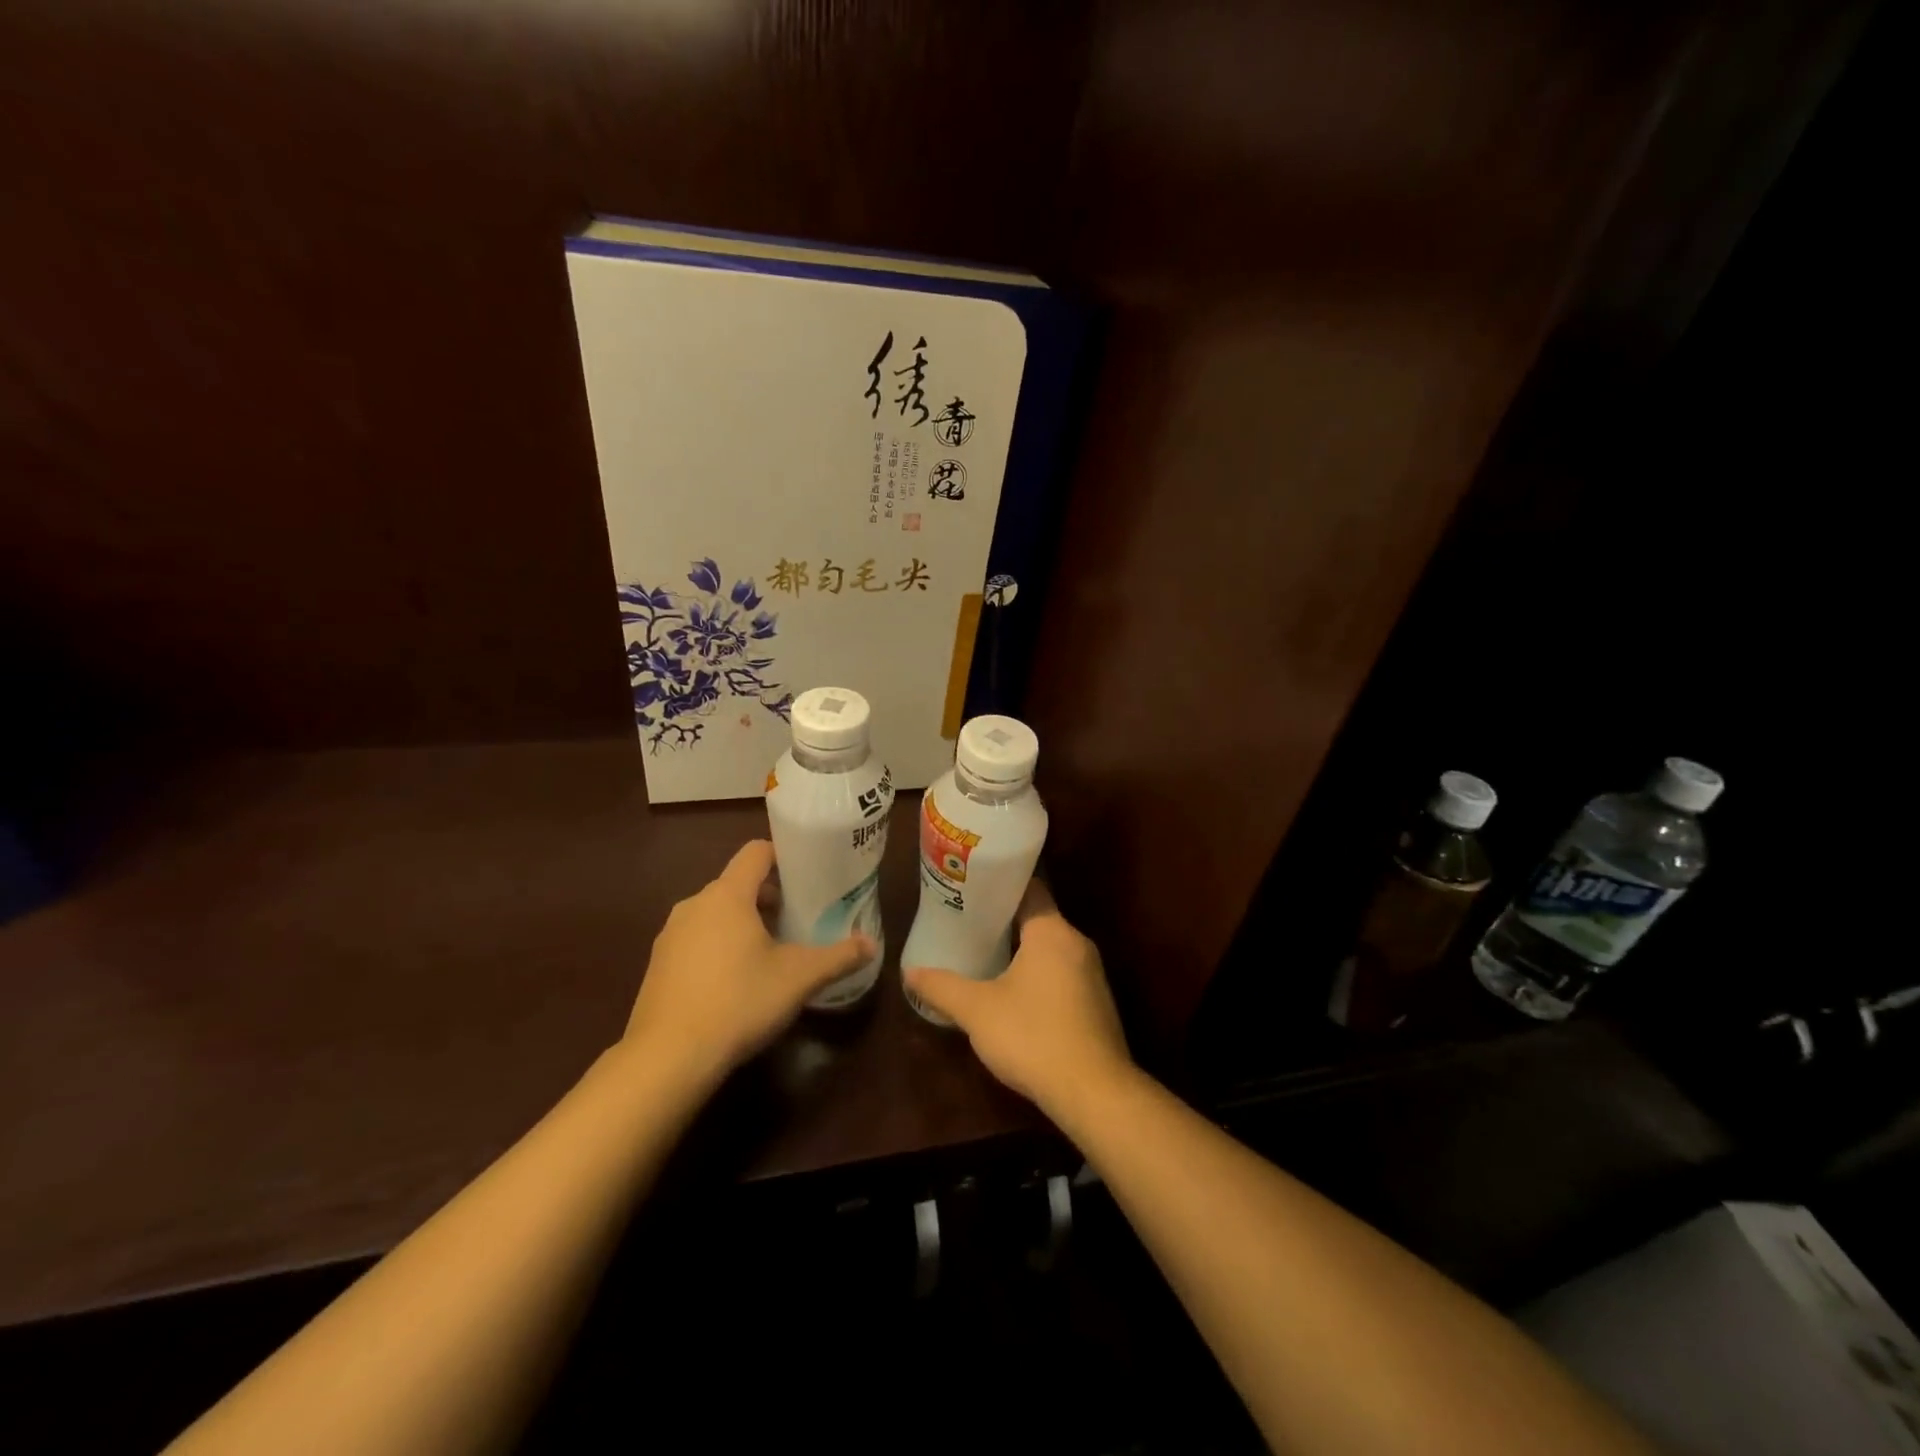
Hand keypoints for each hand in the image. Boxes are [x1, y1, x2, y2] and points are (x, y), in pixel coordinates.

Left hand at [622, 840, 873, 1084]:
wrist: (668, 1058)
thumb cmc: (739, 1002)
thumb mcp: (799, 978)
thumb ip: (838, 957)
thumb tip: (871, 945)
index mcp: (728, 895)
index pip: (756, 852)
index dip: (783, 856)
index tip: (807, 875)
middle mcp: (694, 904)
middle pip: (737, 883)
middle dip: (768, 896)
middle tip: (796, 921)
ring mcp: (671, 934)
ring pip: (715, 912)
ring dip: (742, 922)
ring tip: (769, 953)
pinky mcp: (658, 964)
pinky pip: (696, 939)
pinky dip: (718, 946)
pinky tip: (734, 982)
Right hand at [903, 881, 1131, 1112]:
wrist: (1094, 1093)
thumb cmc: (1032, 1036)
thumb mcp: (976, 1010)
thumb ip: (941, 987)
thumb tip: (909, 972)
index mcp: (1052, 931)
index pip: (1029, 888)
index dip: (999, 886)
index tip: (970, 890)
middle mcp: (1077, 943)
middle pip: (1038, 918)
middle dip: (1003, 922)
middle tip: (967, 924)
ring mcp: (1092, 974)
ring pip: (1050, 949)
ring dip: (1021, 952)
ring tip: (984, 956)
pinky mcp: (1097, 1003)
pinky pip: (1062, 974)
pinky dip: (1038, 976)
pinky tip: (1014, 995)